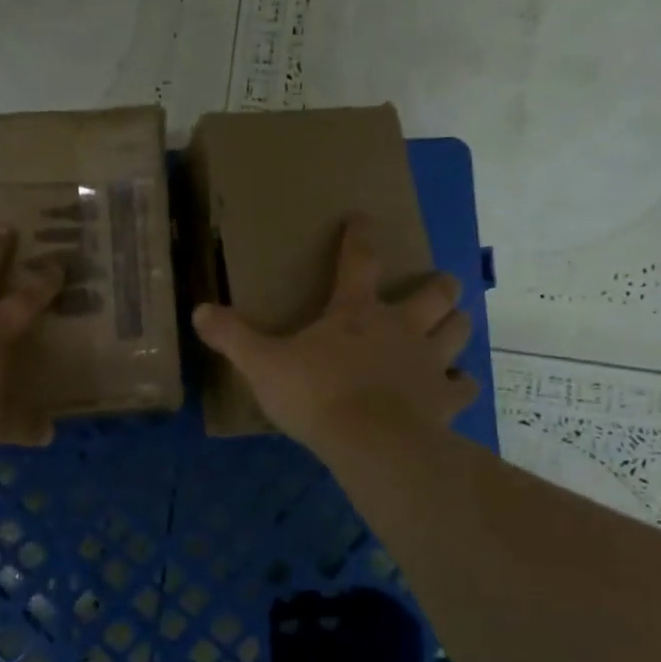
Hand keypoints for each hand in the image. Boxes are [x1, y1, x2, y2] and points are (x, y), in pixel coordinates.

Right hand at [191, 215, 480, 454]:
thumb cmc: (315, 395)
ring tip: (449, 328)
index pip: (360, 260)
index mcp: (356, 312)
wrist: (371, 443)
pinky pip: (463, 386)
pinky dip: (460, 384)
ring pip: (457, 330)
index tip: (363, 218)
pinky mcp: (443, 399)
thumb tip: (198, 311)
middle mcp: (400, 327)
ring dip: (455, 325)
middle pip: (434, 293)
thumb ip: (232, 337)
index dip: (360, 236)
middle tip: (436, 287)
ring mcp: (428, 362)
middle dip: (438, 285)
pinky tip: (455, 386)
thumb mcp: (262, 365)